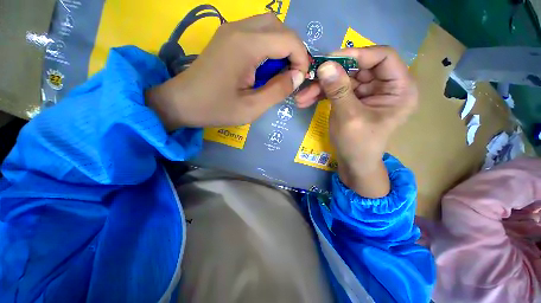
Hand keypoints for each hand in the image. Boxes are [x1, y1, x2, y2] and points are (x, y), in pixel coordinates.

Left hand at [147, 14, 308, 129]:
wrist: (182, 102)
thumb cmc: (216, 108)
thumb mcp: (252, 107)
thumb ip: (277, 90)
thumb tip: (297, 76)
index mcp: (246, 46)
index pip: (288, 39)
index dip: (301, 58)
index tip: (300, 79)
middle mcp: (239, 29)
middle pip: (279, 26)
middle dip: (292, 49)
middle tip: (291, 73)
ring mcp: (231, 30)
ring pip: (268, 26)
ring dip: (280, 47)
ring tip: (279, 72)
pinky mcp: (227, 37)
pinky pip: (256, 33)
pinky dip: (268, 47)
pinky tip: (264, 67)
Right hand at [295, 46, 417, 196]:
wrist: (353, 163)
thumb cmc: (359, 145)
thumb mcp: (349, 118)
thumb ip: (338, 90)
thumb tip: (324, 65)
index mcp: (399, 88)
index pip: (382, 57)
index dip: (357, 55)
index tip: (329, 60)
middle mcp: (385, 86)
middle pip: (357, 68)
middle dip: (331, 75)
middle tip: (309, 79)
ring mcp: (367, 92)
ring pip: (343, 79)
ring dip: (321, 87)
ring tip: (302, 97)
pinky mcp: (353, 99)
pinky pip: (336, 89)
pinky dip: (321, 94)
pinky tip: (306, 100)